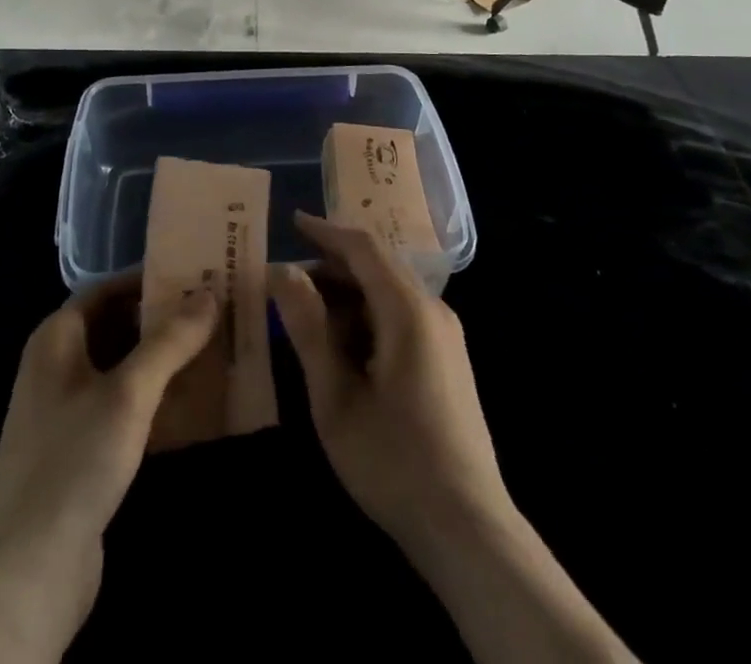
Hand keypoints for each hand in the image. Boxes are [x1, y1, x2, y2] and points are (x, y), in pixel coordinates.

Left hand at [0, 282, 217, 663]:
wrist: (27, 571)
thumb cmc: (74, 460)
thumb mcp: (129, 392)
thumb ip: (170, 340)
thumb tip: (210, 292)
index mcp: (56, 339)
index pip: (106, 289)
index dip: (148, 279)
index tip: (195, 275)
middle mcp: (57, 366)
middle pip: (115, 326)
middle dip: (162, 319)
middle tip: (213, 311)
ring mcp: (66, 411)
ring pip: (121, 368)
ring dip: (162, 360)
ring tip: (212, 349)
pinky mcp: (80, 451)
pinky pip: (122, 407)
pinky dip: (154, 399)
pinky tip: (192, 404)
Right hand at [270, 213, 511, 561]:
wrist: (467, 528)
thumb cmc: (393, 461)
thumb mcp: (336, 397)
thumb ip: (308, 328)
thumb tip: (282, 271)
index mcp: (407, 310)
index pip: (363, 247)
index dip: (325, 231)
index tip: (291, 221)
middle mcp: (433, 309)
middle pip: (378, 265)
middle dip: (333, 264)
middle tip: (288, 279)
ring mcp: (446, 335)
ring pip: (390, 290)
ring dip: (350, 292)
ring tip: (309, 313)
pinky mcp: (449, 358)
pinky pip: (403, 314)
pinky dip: (369, 314)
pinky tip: (345, 344)